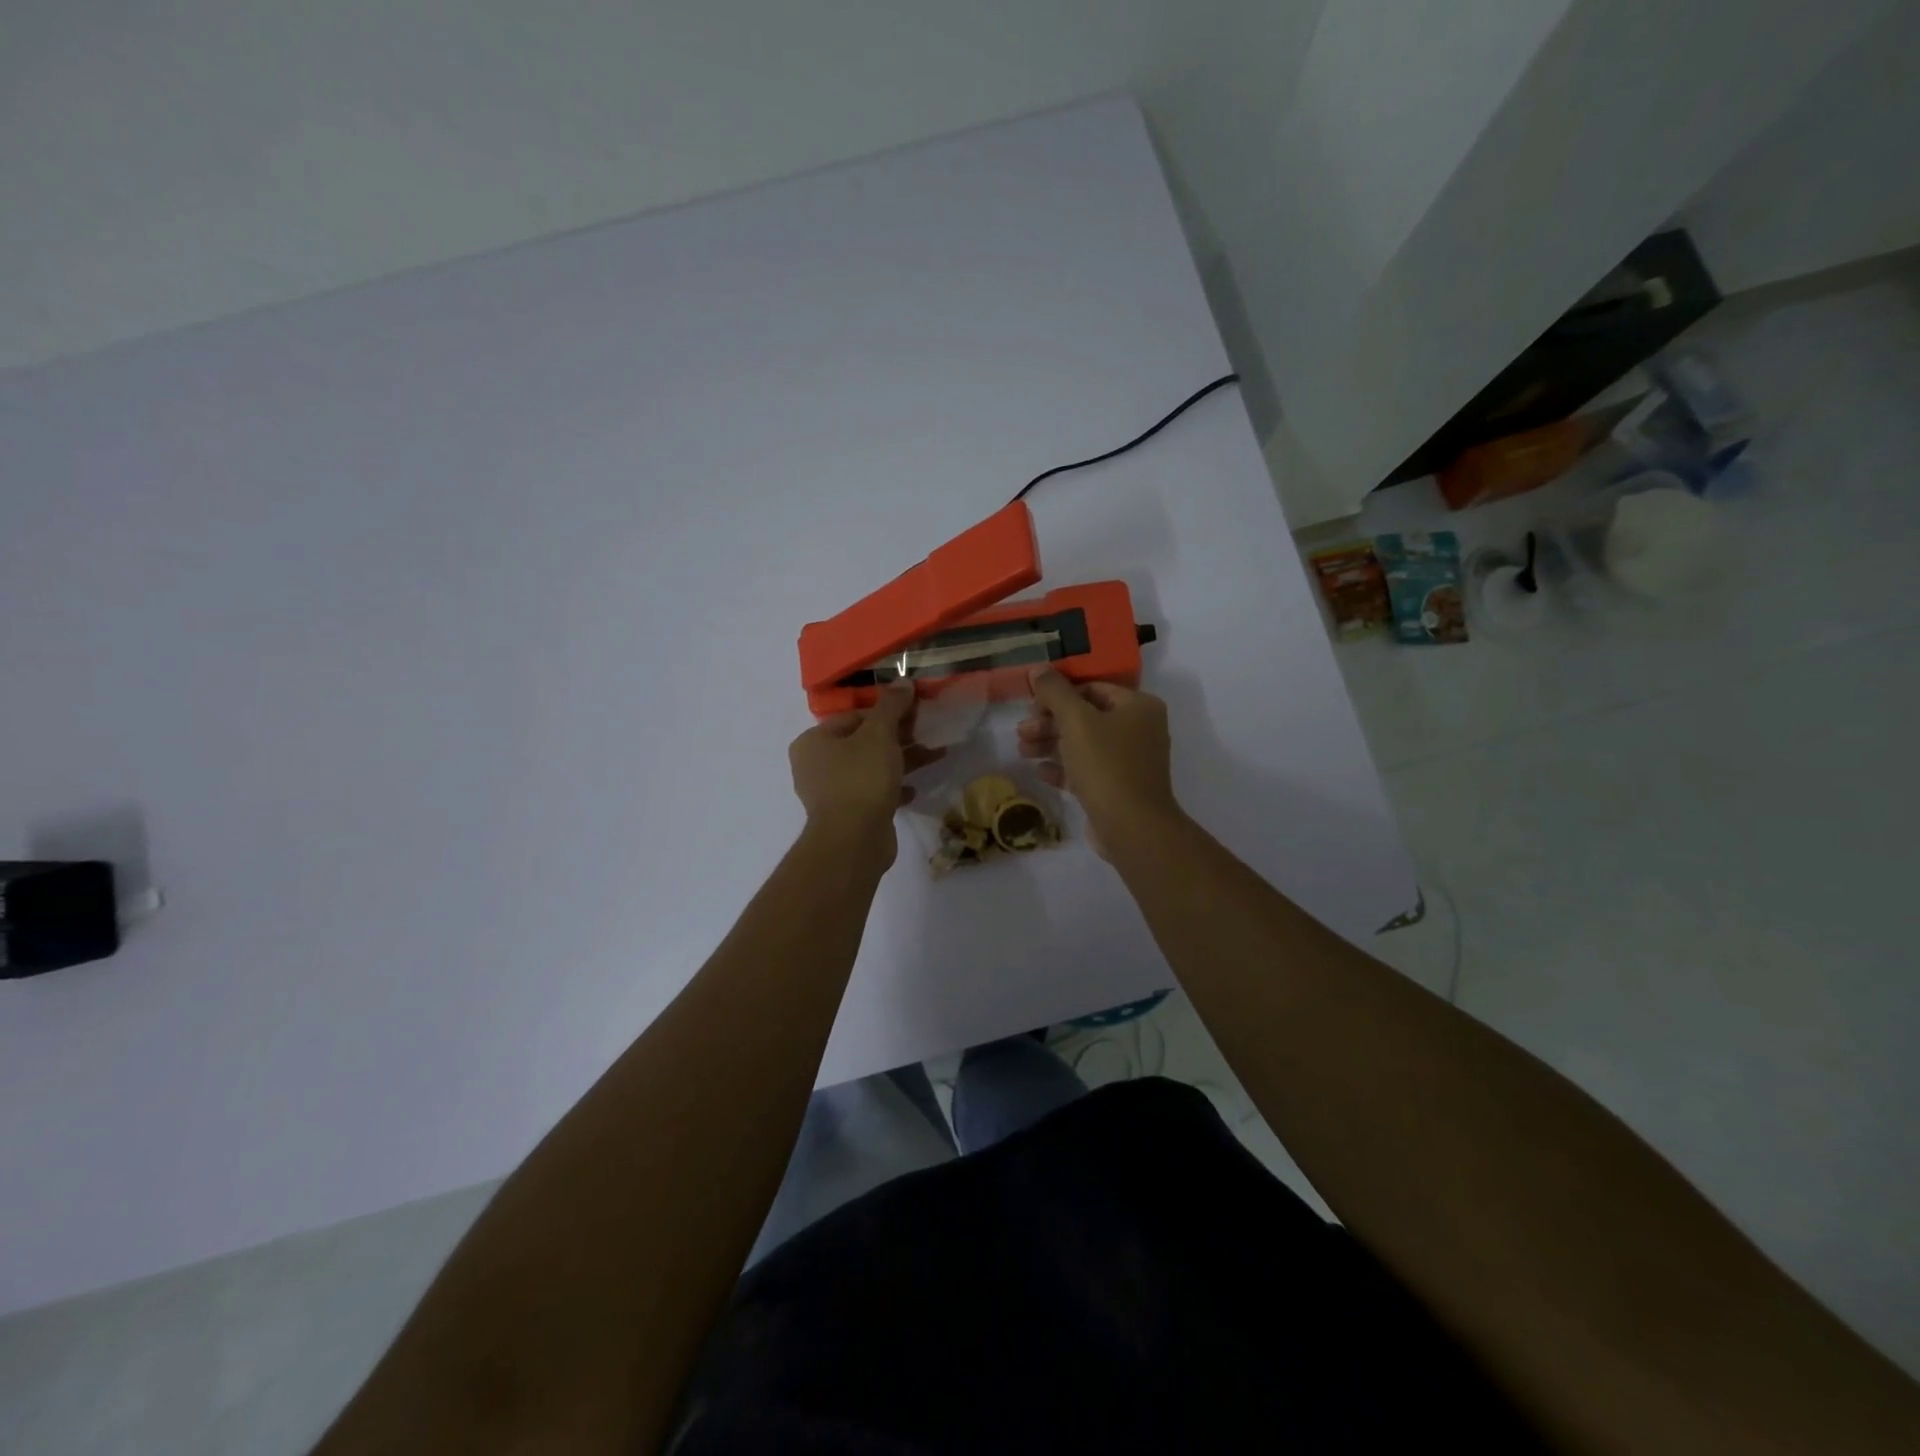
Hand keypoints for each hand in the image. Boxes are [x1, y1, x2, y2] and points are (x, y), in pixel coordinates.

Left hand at [789, 681, 944, 867]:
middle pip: (863, 742)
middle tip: (927, 732)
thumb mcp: (879, 735)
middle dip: (898, 737)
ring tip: (934, 755)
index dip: (887, 712)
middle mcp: (816, 765)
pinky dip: (893, 788)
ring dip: (902, 761)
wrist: (854, 840)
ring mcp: (831, 793)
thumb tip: (903, 681)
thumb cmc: (861, 778)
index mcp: (813, 742)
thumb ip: (892, 707)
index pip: (854, 717)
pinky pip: (873, 793)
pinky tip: (914, 789)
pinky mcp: (848, 815)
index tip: (915, 712)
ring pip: (871, 768)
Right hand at [1018, 668, 1180, 858]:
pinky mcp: (1118, 787)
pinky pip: (1087, 770)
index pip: (1092, 688)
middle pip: (1085, 717)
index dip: (1058, 695)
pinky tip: (1040, 772)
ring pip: (1083, 744)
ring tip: (1023, 752)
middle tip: (1022, 732)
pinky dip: (1063, 768)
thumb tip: (1038, 669)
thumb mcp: (1076, 721)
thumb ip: (1055, 692)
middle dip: (1050, 723)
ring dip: (1051, 744)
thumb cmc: (1107, 766)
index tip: (1031, 708)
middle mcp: (1139, 729)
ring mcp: (1130, 761)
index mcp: (1138, 706)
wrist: (1132, 827)